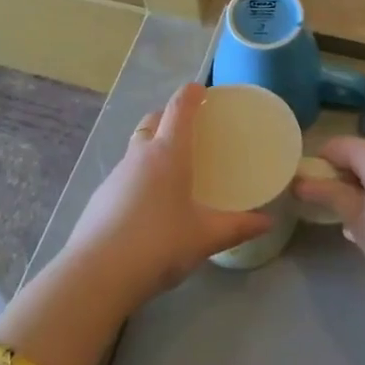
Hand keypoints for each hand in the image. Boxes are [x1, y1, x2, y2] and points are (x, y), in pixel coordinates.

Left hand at [61, 84, 271, 307]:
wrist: (97, 274)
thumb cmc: (159, 244)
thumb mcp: (205, 237)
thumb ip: (238, 227)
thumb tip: (266, 221)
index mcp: (169, 152)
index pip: (179, 108)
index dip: (191, 94)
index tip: (201, 89)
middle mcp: (141, 155)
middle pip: (154, 120)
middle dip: (169, 116)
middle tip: (188, 129)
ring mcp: (116, 175)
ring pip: (136, 146)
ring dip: (152, 146)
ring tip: (171, 168)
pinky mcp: (100, 197)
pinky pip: (125, 173)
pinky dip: (139, 175)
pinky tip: (148, 203)